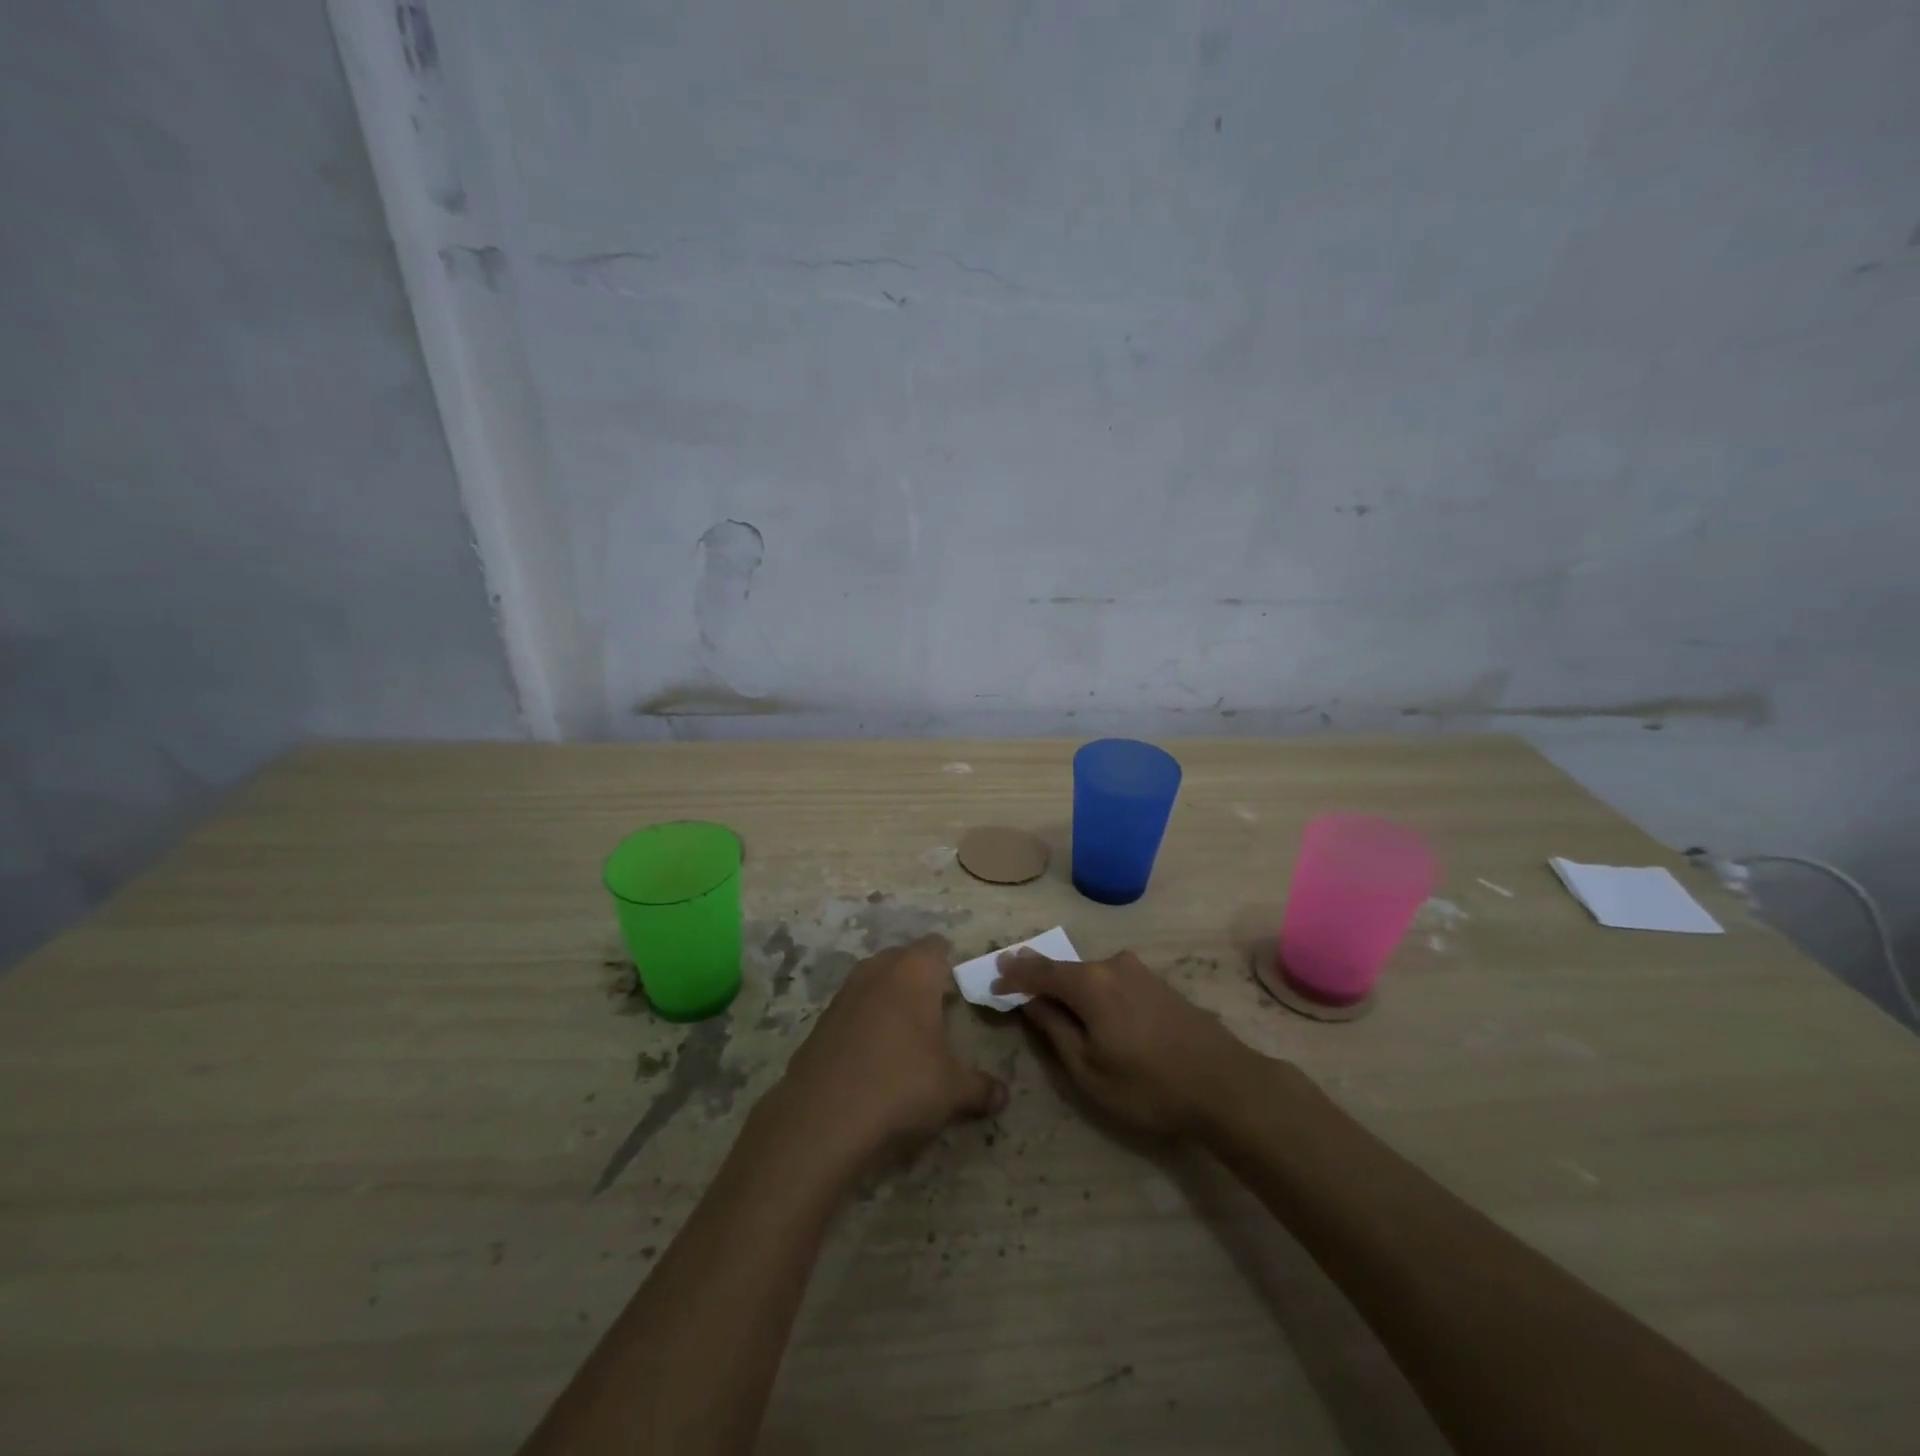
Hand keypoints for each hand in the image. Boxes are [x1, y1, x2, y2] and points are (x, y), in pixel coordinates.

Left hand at [771, 936, 1007, 1164]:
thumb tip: (1003, 1095)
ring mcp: (845, 993)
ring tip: (906, 1030)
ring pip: (874, 979)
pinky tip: (873, 1052)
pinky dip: (865, 1019)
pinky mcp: (821, 1020)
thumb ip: (980, 1087)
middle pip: (902, 957)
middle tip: (936, 1007)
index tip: (958, 985)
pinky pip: (852, 1006)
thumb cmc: (900, 1085)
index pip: (936, 946)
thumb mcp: (952, 1090)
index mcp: (914, 972)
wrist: (823, 1116)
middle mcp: (878, 971)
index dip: (949, 962)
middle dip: (919, 975)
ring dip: (889, 995)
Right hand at [992, 948, 1265, 1138]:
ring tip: (1048, 994)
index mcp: (1090, 983)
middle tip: (1013, 977)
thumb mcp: (1089, 1070)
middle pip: (1065, 968)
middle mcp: (1112, 965)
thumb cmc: (1149, 1085)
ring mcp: (1139, 972)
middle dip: (1038, 974)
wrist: (1226, 1085)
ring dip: (1067, 982)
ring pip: (1090, 973)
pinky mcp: (1158, 984)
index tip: (992, 979)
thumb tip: (1031, 1002)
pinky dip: (1092, 988)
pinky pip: (1111, 979)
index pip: (1040, 972)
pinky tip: (1090, 1004)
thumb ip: (1055, 1029)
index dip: (1013, 976)